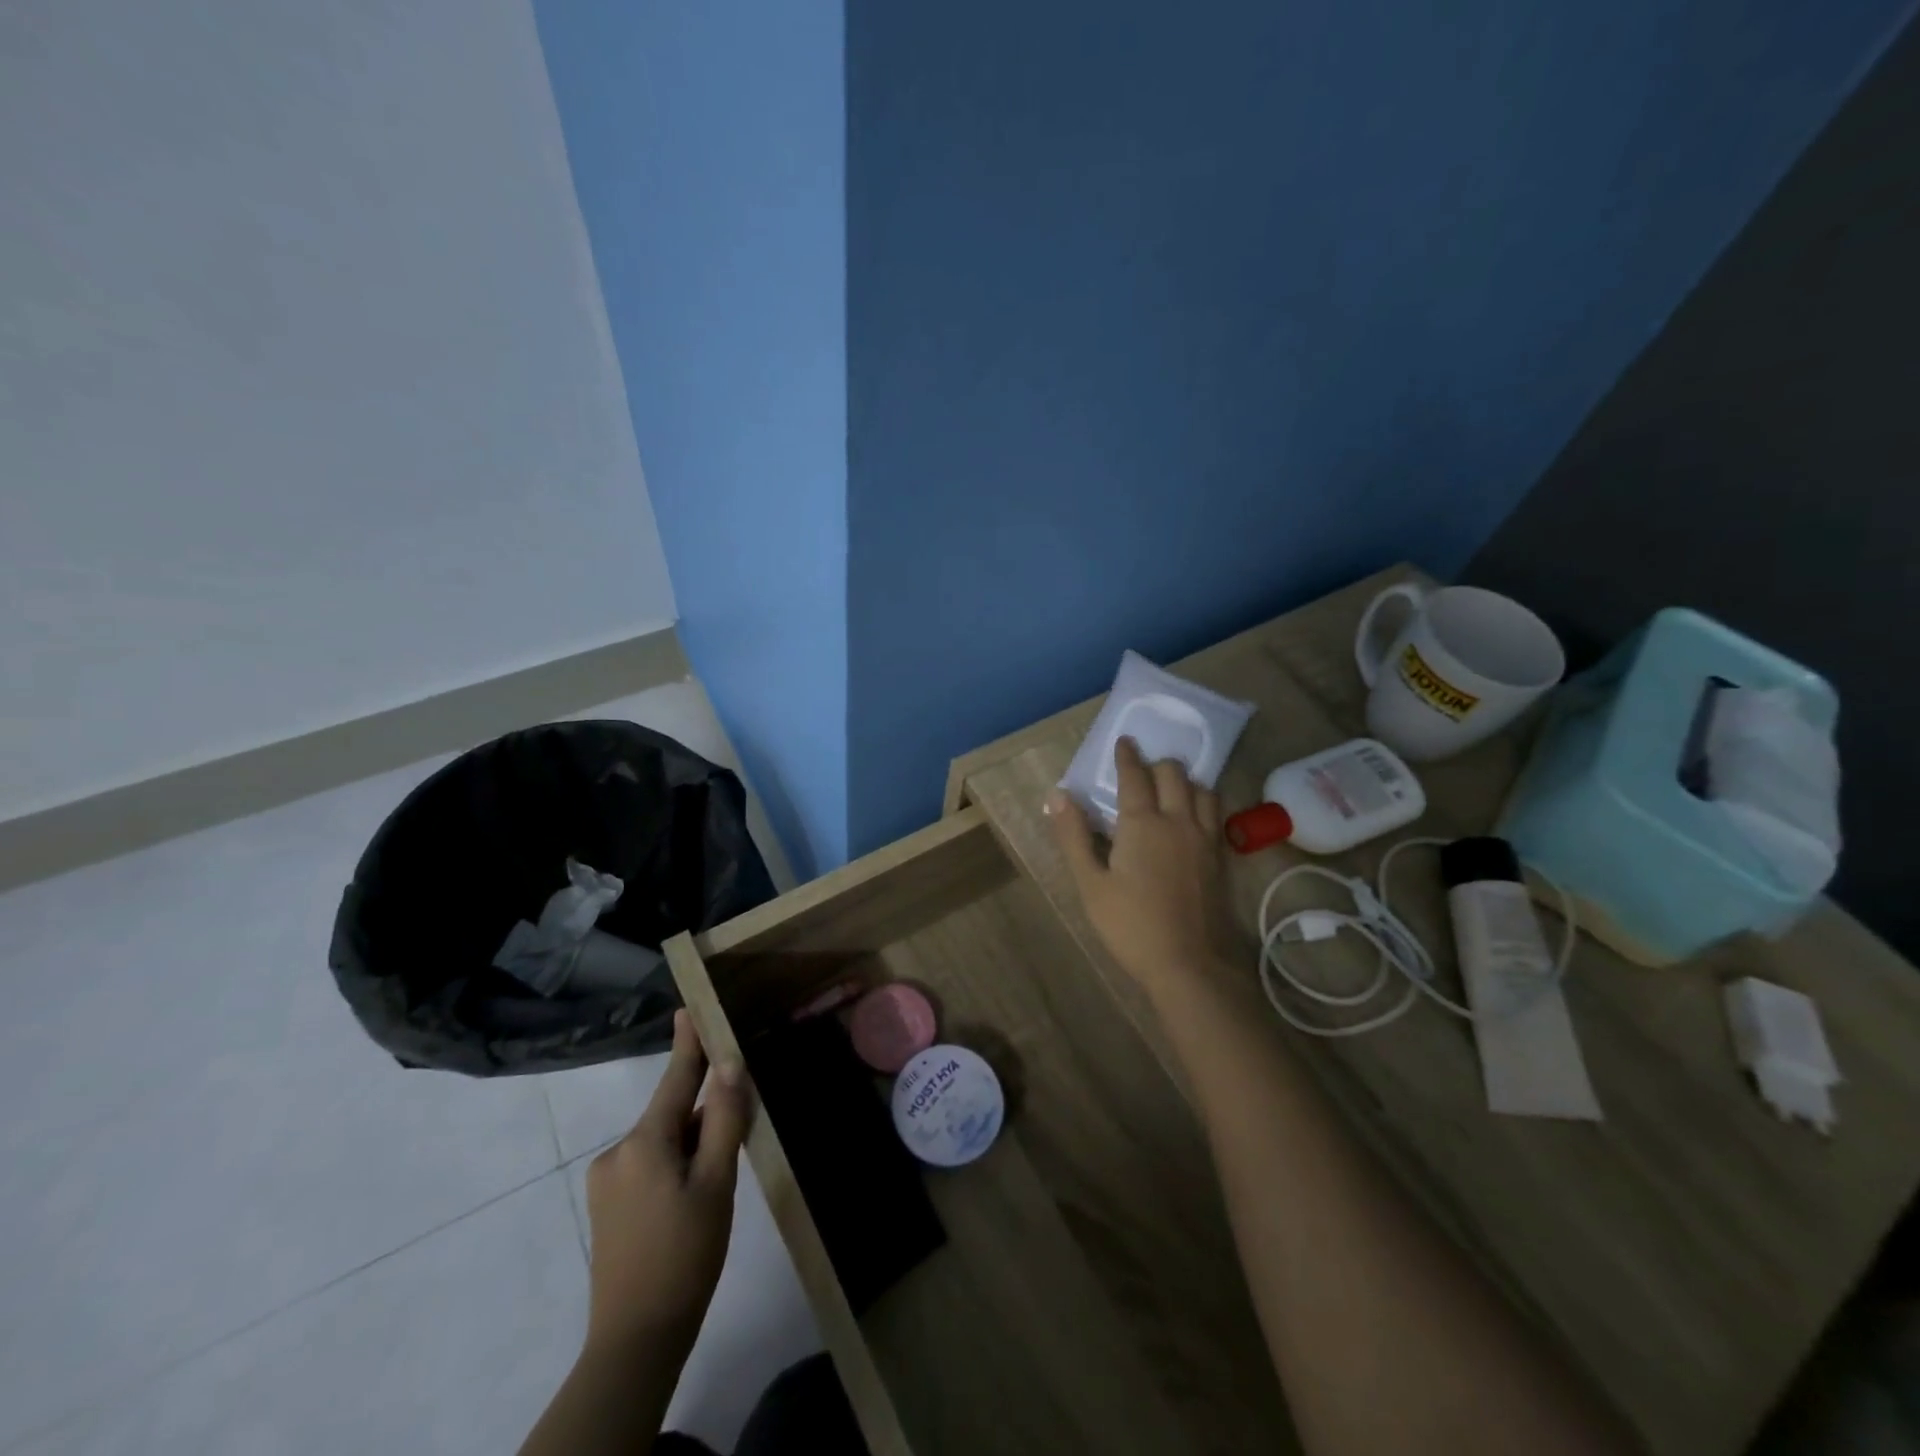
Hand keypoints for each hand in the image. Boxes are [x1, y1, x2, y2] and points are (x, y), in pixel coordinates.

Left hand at [582, 1010, 750, 1355]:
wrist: (636, 1340)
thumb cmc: (685, 1254)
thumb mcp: (716, 1183)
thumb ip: (722, 1119)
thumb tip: (728, 1065)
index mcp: (644, 1141)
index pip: (674, 1078)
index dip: (688, 1042)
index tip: (689, 1007)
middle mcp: (618, 1152)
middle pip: (672, 1113)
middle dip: (704, 1113)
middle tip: (739, 1132)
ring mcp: (608, 1180)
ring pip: (663, 1142)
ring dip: (692, 1144)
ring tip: (717, 1182)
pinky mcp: (607, 1206)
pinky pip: (649, 1164)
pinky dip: (676, 1164)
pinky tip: (694, 1198)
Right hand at [1047, 737, 1239, 1005]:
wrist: (1190, 965)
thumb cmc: (1131, 926)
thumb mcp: (1090, 884)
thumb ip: (1074, 836)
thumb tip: (1058, 795)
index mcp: (1144, 823)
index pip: (1135, 776)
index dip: (1127, 756)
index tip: (1125, 741)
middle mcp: (1179, 821)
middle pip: (1174, 774)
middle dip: (1158, 764)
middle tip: (1143, 769)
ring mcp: (1206, 839)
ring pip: (1204, 790)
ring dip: (1186, 782)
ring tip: (1172, 789)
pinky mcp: (1221, 858)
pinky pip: (1217, 814)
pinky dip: (1204, 803)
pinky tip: (1195, 818)